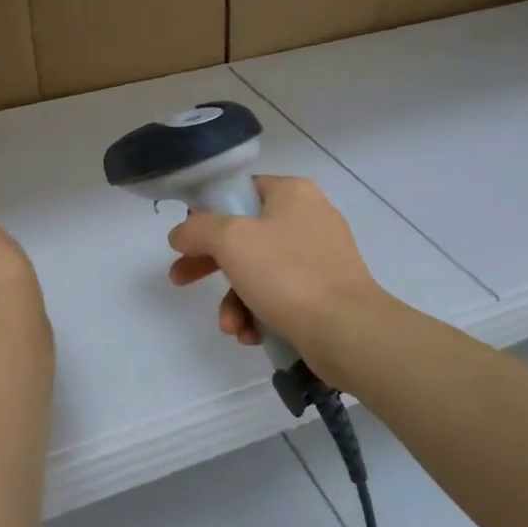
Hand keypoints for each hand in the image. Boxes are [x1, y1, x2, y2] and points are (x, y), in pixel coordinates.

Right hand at [166, 176, 385, 358]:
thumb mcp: (231, 240)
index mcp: (293, 193)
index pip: (241, 191)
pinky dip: (260, 313)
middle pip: (245, 235)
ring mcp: (320, 257)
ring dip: (235, 300)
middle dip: (210, 264)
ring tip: (230, 326)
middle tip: (180, 279)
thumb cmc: (287, 274)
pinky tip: (252, 335)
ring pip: (260, 271)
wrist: (347, 330)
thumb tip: (180, 234)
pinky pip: (280, 296)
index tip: (187, 239)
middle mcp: (309, 218)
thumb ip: (198, 229)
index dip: (208, 213)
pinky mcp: (326, 293)